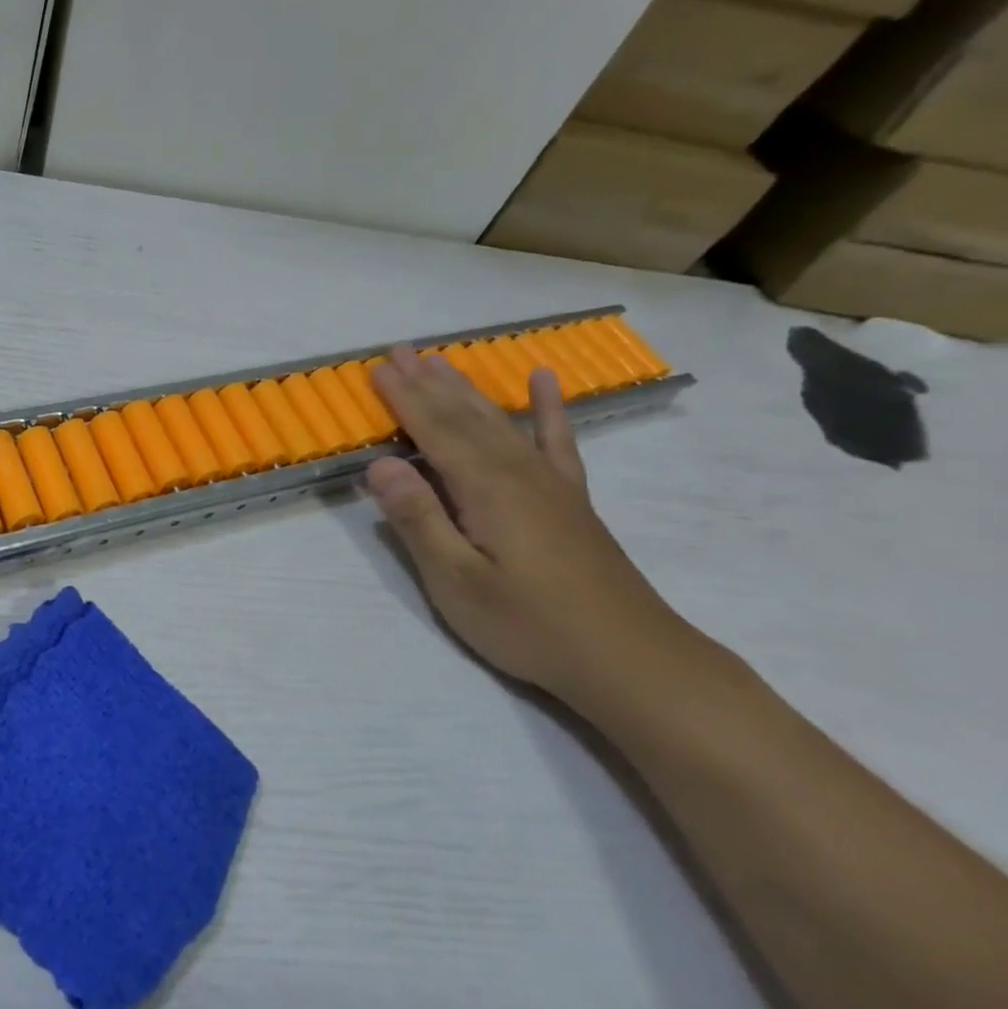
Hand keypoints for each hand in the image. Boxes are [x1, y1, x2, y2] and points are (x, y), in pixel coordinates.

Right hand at [364, 347, 707, 704]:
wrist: (630, 658)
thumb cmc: (530, 625)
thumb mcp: (457, 582)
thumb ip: (419, 519)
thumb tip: (380, 464)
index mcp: (487, 489)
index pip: (435, 431)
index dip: (404, 398)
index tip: (377, 366)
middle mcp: (519, 472)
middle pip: (466, 416)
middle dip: (429, 382)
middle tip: (400, 349)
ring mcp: (550, 483)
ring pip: (500, 421)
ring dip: (467, 389)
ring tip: (441, 360)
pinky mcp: (570, 499)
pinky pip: (557, 440)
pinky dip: (548, 408)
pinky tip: (543, 381)